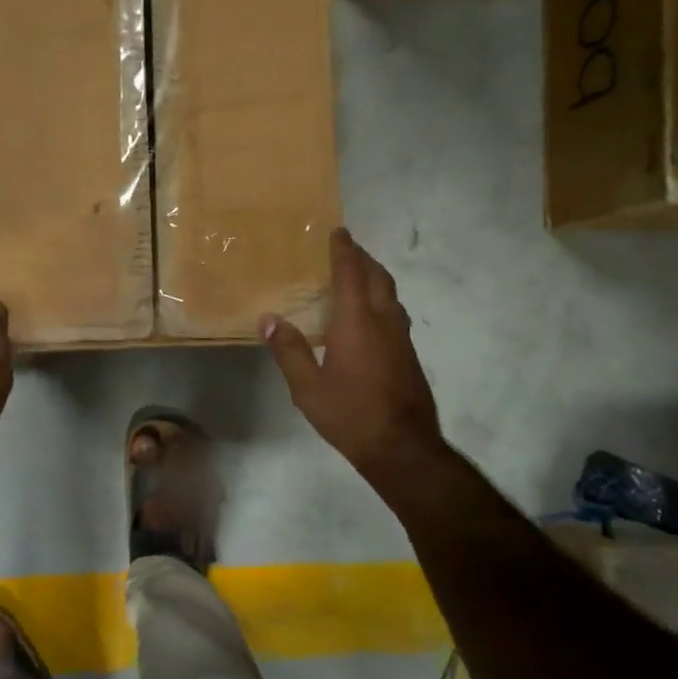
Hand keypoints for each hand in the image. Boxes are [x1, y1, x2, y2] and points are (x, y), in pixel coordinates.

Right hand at [262, 229, 444, 481]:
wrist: (403, 448)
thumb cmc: (351, 415)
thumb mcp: (307, 388)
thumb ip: (289, 350)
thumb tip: (269, 319)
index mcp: (357, 323)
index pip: (351, 274)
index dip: (344, 250)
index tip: (338, 231)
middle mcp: (384, 321)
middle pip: (377, 277)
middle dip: (363, 258)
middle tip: (346, 248)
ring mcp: (401, 338)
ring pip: (390, 294)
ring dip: (374, 277)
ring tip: (356, 275)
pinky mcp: (408, 354)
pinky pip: (394, 312)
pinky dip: (380, 299)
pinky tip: (367, 316)